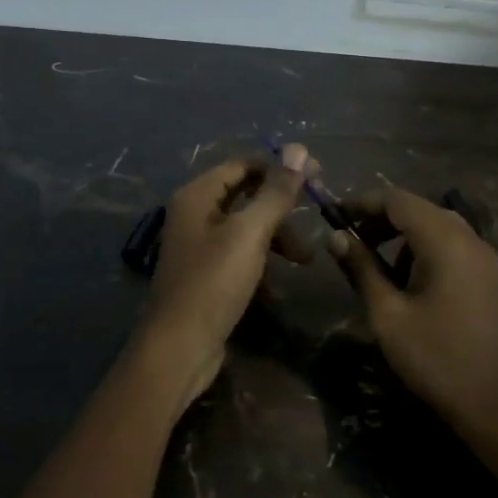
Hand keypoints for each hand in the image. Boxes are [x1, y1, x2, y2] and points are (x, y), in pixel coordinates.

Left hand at [143, 145, 313, 406]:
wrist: (179, 349)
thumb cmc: (213, 283)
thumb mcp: (249, 233)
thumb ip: (275, 192)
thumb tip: (299, 148)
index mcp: (197, 195)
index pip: (243, 165)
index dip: (280, 167)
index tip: (318, 176)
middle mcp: (194, 214)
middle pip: (246, 196)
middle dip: (281, 209)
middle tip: (317, 216)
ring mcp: (199, 247)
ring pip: (247, 228)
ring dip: (277, 240)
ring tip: (305, 261)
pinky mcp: (207, 276)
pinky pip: (240, 257)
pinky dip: (262, 265)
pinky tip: (278, 290)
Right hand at [328, 188, 497, 432]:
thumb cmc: (436, 357)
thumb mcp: (387, 314)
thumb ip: (361, 268)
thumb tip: (336, 236)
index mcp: (444, 240)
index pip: (397, 199)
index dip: (363, 202)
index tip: (335, 217)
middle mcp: (469, 238)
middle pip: (418, 209)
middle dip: (381, 219)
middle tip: (352, 241)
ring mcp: (485, 258)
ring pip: (437, 227)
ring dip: (403, 236)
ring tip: (376, 265)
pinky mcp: (491, 277)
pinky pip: (453, 246)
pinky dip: (425, 250)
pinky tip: (410, 282)